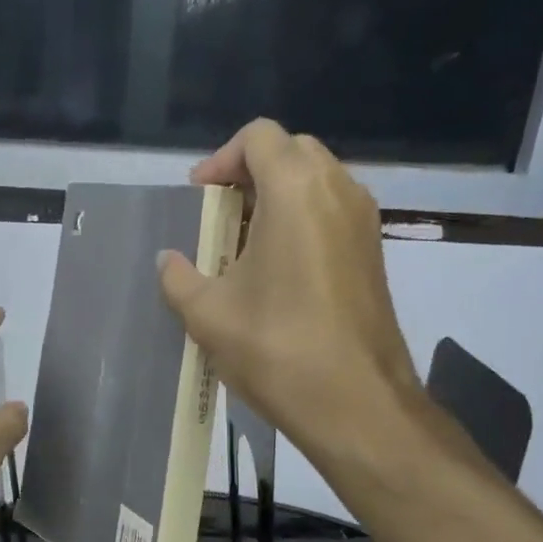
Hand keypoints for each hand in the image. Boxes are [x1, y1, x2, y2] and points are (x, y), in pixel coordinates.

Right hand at [157, 120, 421, 471]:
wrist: (358, 404)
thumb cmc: (277, 348)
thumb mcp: (208, 315)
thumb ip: (179, 278)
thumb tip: (168, 261)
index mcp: (295, 191)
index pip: (259, 137)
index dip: (221, 159)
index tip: (200, 199)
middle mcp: (337, 191)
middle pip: (291, 151)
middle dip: (250, 173)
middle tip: (220, 214)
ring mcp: (363, 222)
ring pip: (316, 181)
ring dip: (277, 197)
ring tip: (243, 243)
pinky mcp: (374, 252)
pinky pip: (333, 211)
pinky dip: (302, 220)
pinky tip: (276, 269)